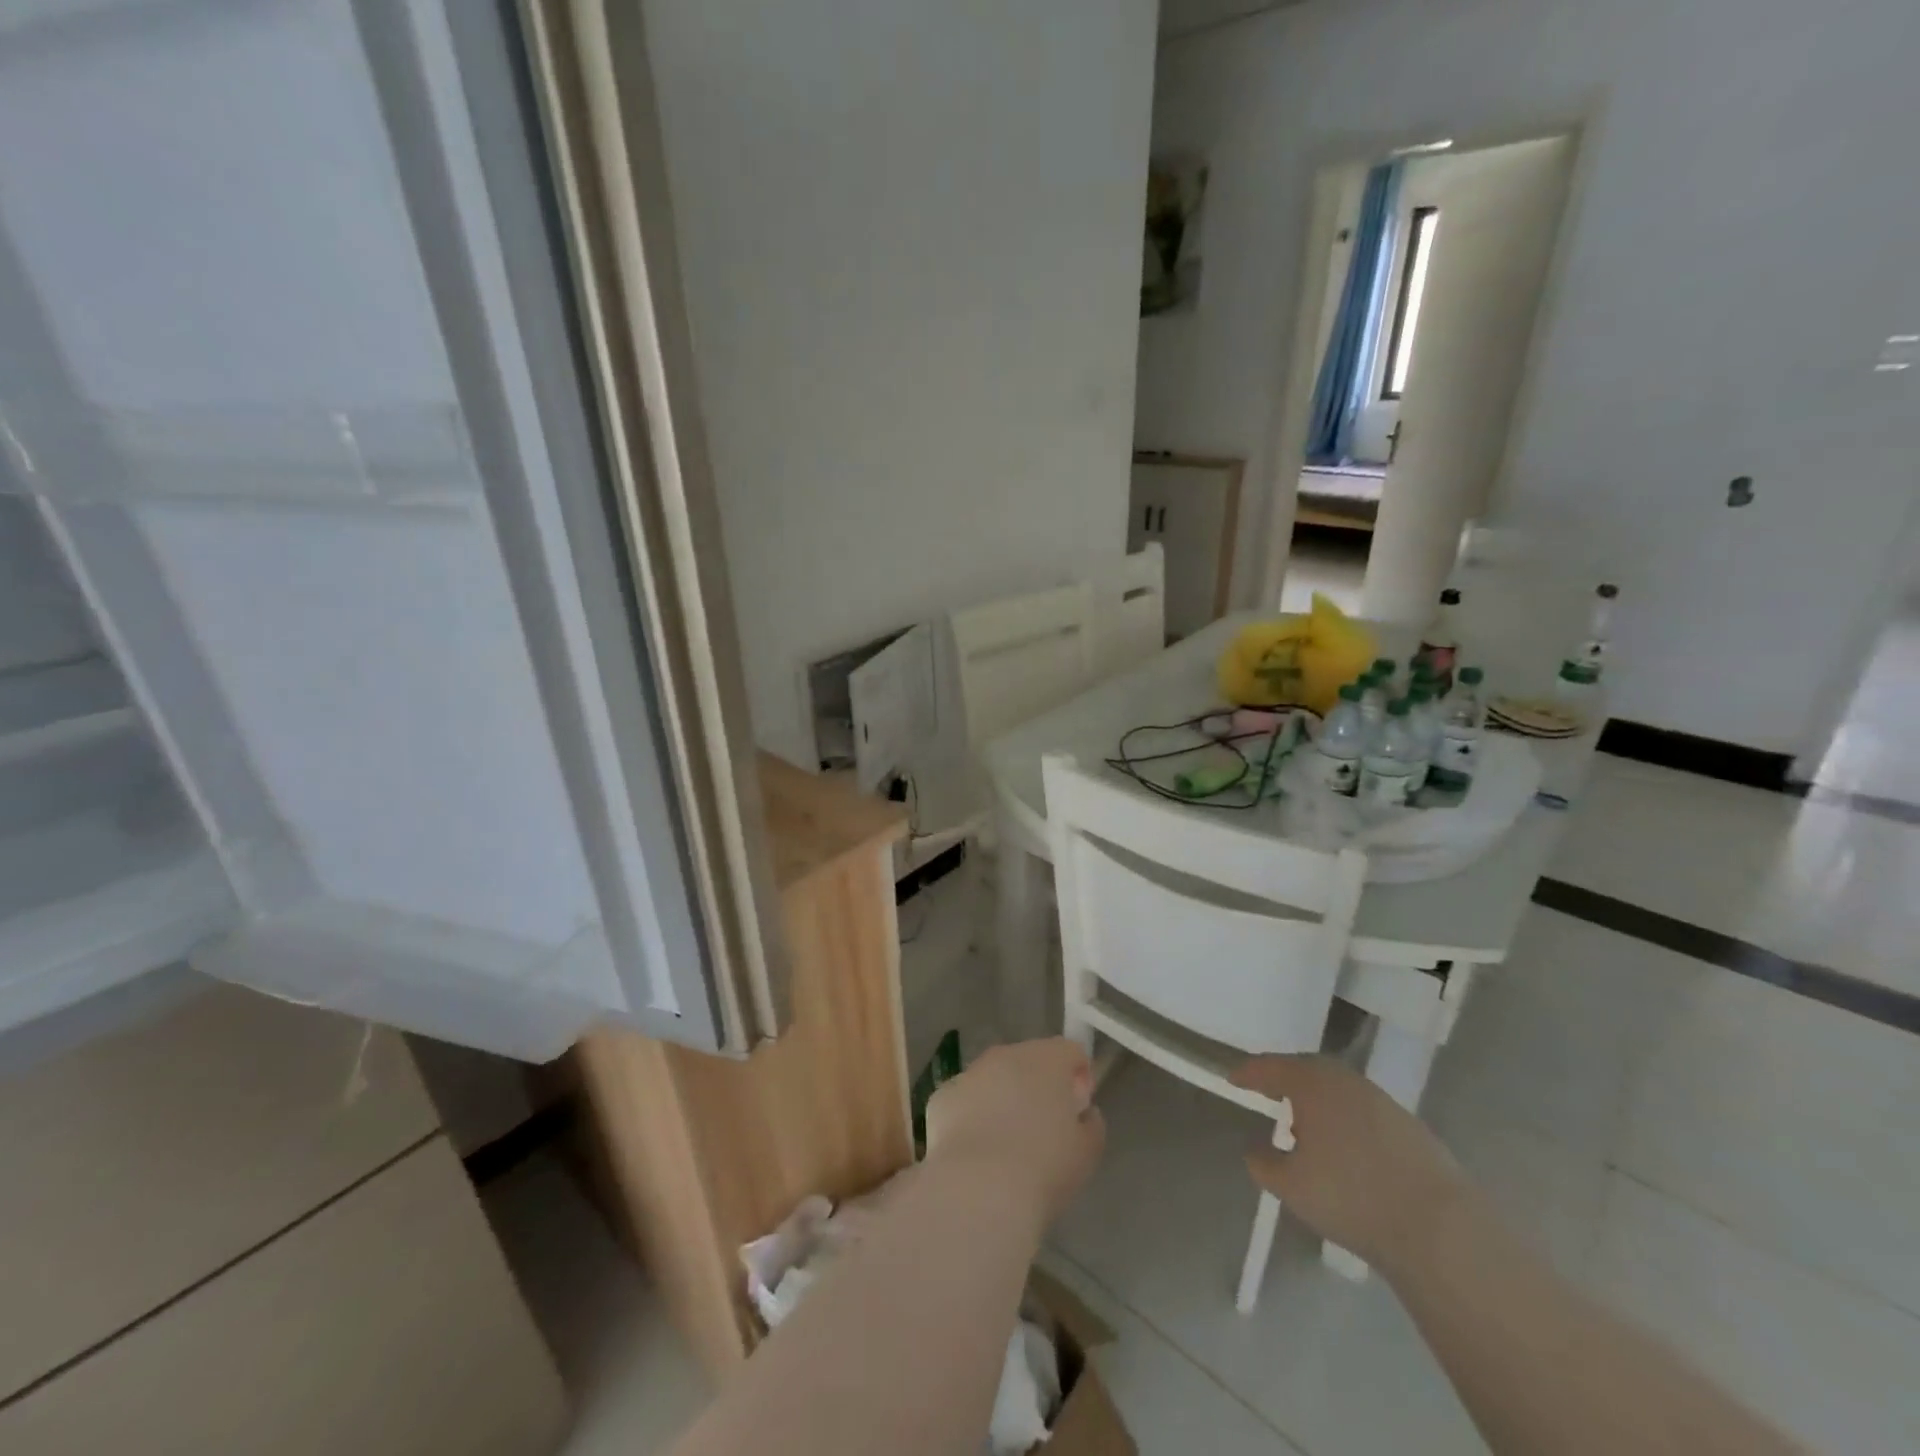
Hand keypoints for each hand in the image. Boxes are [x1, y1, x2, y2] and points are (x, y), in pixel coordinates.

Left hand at [925, 1039, 1105, 1228]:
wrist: (978, 1190)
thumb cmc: (1043, 1168)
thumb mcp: (1087, 1152)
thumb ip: (1091, 1125)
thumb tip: (1084, 1114)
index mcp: (1047, 1060)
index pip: (1070, 1051)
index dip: (1078, 1075)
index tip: (1077, 1108)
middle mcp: (1006, 1055)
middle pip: (1029, 1060)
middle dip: (1038, 1085)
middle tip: (1043, 1128)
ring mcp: (970, 1073)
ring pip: (994, 1078)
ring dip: (1003, 1098)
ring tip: (1006, 1144)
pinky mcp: (942, 1096)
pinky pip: (965, 1100)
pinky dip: (972, 1117)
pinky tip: (975, 1153)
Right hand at [1230, 1054, 1469, 1272]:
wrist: (1440, 1228)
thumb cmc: (1350, 1197)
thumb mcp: (1289, 1186)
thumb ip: (1263, 1163)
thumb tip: (1256, 1149)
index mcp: (1311, 1083)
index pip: (1270, 1067)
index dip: (1248, 1074)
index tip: (1233, 1080)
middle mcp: (1346, 1081)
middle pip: (1306, 1070)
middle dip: (1284, 1080)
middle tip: (1267, 1093)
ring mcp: (1382, 1101)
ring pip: (1338, 1090)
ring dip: (1317, 1100)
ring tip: (1304, 1124)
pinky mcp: (1410, 1127)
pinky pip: (1362, 1111)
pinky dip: (1344, 1119)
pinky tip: (1344, 1148)